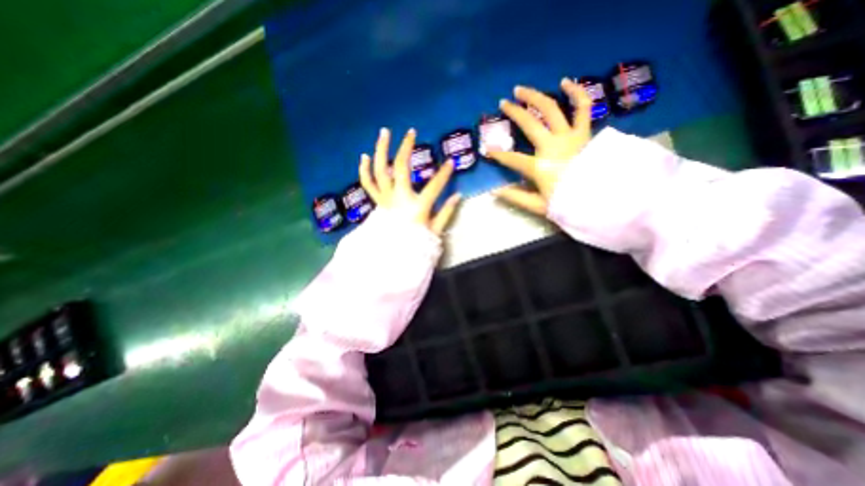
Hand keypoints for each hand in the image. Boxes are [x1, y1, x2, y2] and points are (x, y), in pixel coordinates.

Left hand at [362, 128, 461, 235]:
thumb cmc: (415, 243)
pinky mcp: (377, 201)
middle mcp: (399, 199)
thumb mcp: (435, 231)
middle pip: (400, 168)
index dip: (444, 174)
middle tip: (411, 132)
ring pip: (380, 171)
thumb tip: (458, 195)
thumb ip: (446, 212)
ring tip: (384, 132)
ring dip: (381, 150)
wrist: (392, 255)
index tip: (451, 162)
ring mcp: (385, 199)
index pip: (434, 186)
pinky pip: (367, 184)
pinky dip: (364, 170)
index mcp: (417, 207)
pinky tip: (364, 156)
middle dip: (406, 148)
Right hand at [485, 78, 595, 214]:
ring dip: (534, 97)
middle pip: (529, 124)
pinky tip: (565, 81)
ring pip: (550, 109)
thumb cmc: (568, 202)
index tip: (488, 151)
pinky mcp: (584, 132)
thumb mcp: (539, 205)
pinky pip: (582, 107)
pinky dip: (575, 92)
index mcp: (539, 167)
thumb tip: (495, 191)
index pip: (512, 159)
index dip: (498, 155)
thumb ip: (516, 197)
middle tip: (503, 103)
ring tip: (521, 89)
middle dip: (513, 113)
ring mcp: (569, 136)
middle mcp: (552, 146)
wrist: (602, 198)